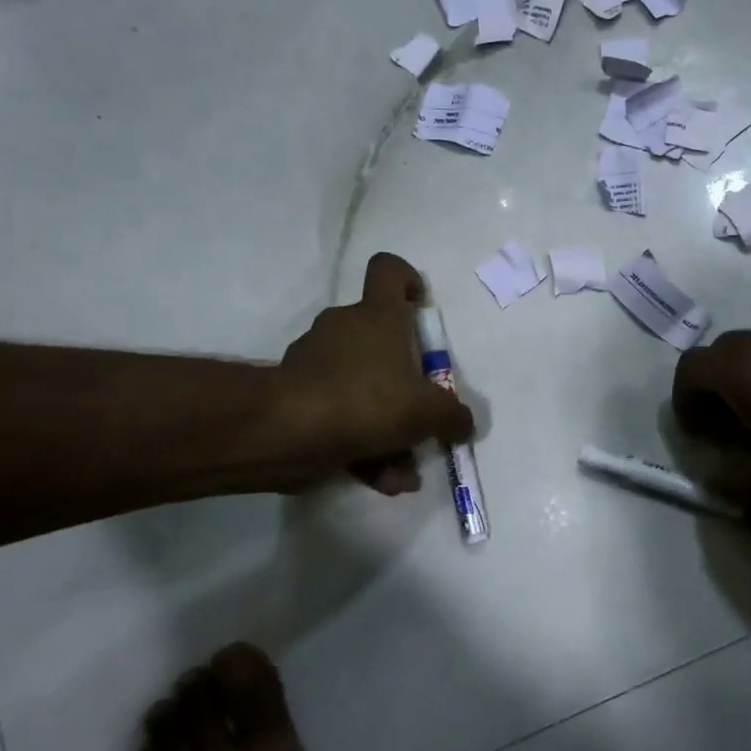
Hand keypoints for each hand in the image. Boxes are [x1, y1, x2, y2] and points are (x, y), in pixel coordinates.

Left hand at [273, 253, 474, 494]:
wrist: (287, 432)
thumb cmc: (367, 402)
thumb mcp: (428, 412)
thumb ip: (453, 416)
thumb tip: (463, 424)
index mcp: (377, 315)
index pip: (388, 270)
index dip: (407, 280)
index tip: (420, 307)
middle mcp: (344, 328)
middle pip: (381, 341)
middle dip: (404, 381)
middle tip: (421, 415)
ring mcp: (315, 361)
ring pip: (361, 387)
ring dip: (385, 426)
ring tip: (403, 469)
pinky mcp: (296, 396)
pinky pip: (339, 416)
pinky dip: (360, 445)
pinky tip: (380, 480)